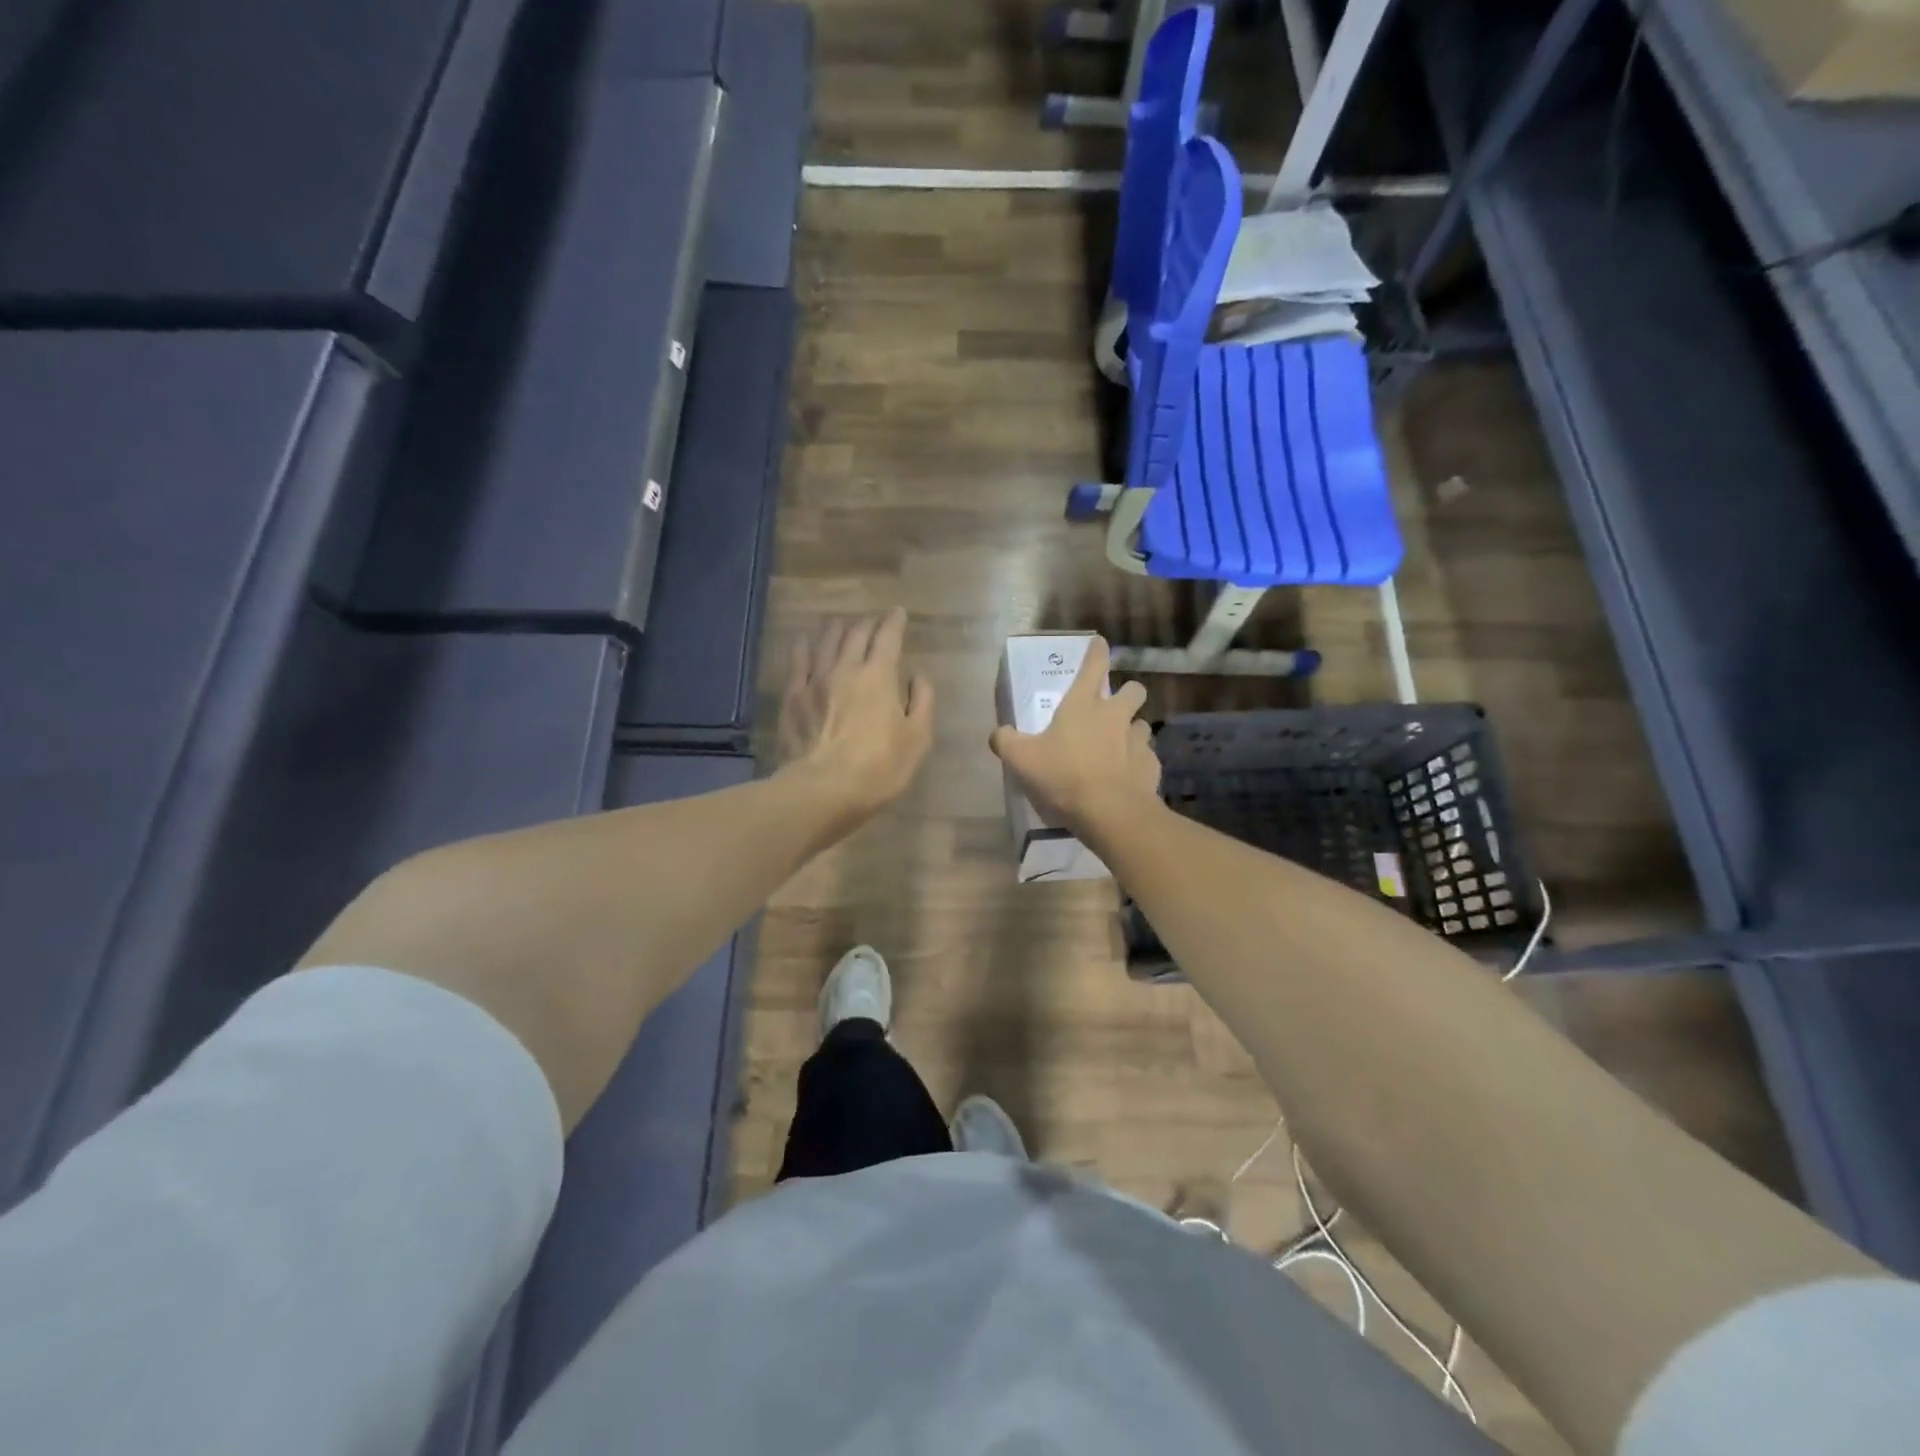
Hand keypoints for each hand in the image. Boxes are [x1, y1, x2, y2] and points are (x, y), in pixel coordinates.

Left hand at [777, 608, 934, 819]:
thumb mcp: (917, 738)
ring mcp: (815, 680)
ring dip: (838, 628)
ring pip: (826, 642)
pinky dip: (804, 646)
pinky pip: (798, 661)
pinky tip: (805, 640)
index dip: (895, 622)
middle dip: (868, 623)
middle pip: (856, 634)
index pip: (888, 637)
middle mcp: (846, 668)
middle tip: (873, 620)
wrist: (823, 789)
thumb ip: (922, 702)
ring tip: (843, 623)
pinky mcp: (792, 697)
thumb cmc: (879, 767)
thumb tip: (918, 677)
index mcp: (880, 676)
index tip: (898, 613)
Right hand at [989, 637, 1160, 835]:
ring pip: (1142, 724)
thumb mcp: (1021, 759)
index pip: (1093, 666)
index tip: (1099, 643)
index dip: (1096, 652)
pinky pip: (1146, 757)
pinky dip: (1137, 763)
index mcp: (1083, 705)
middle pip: (1133, 690)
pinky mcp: (1151, 766)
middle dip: (1127, 693)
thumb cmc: (1063, 776)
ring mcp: (1138, 740)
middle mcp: (1115, 715)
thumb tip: (998, 733)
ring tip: (1118, 747)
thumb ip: (1005, 741)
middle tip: (1112, 708)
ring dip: (1132, 730)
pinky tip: (1125, 777)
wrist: (1110, 812)